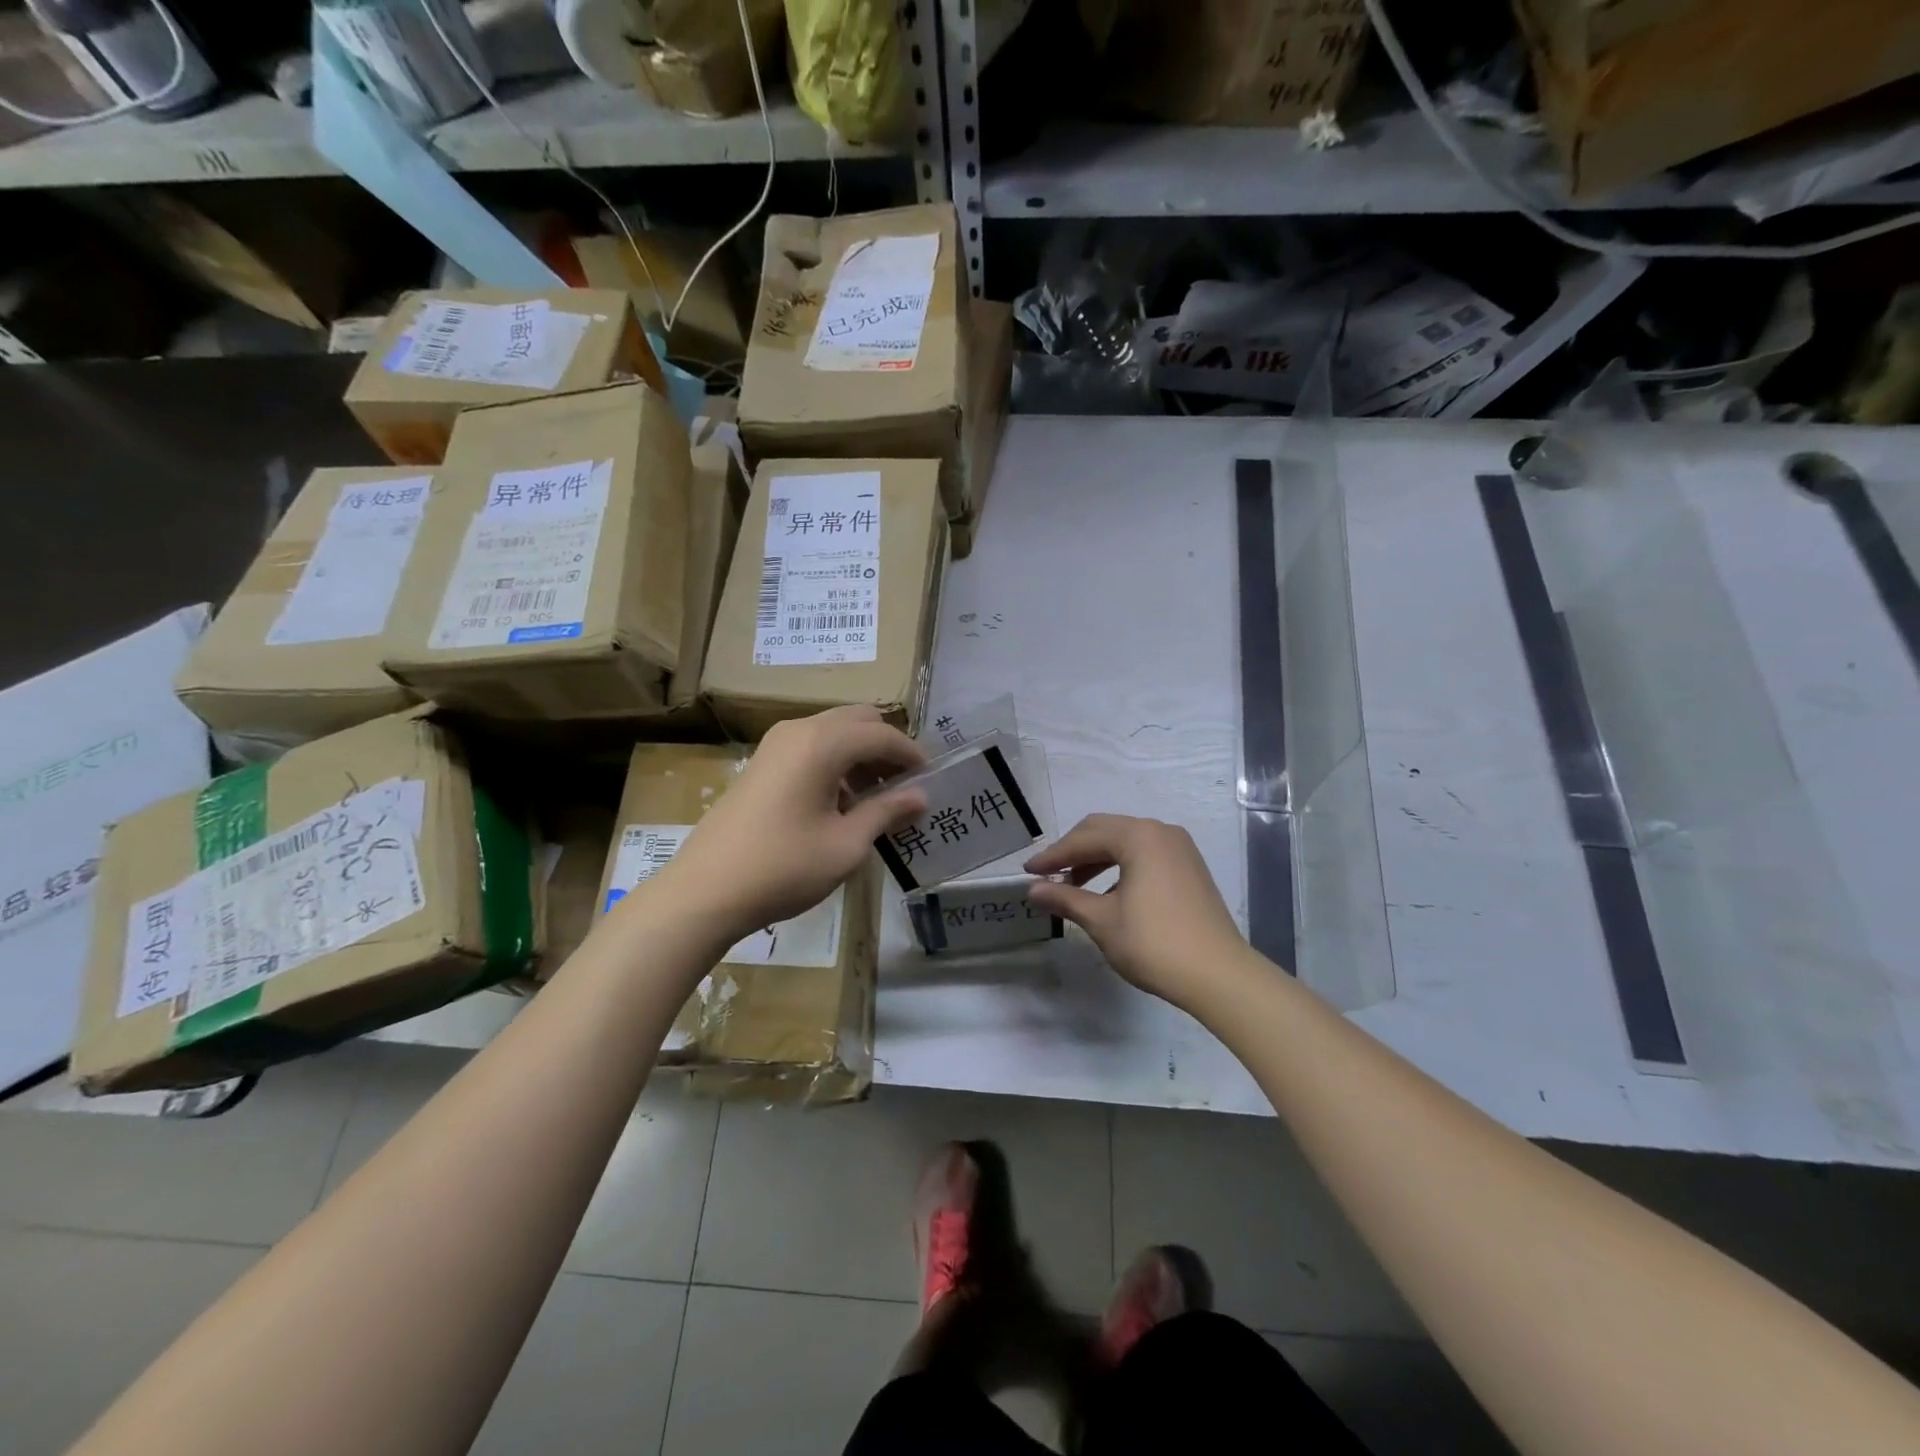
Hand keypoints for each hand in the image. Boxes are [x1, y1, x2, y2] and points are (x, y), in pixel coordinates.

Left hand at [652, 706, 927, 943]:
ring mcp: (775, 744)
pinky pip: (811, 746)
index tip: (931, 778)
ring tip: (876, 798)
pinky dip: (835, 761)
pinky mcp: (762, 762)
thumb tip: (921, 796)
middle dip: (886, 747)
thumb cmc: (784, 868)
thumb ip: (886, 812)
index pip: (881, 735)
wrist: (706, 891)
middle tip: (903, 785)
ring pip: (833, 731)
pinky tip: (840, 802)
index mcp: (822, 744)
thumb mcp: (845, 845)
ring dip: (860, 754)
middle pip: (857, 720)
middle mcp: (798, 731)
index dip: (911, 754)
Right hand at [1025, 814, 1247, 1007]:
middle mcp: (1160, 832)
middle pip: (1105, 831)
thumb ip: (1066, 899)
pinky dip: (1120, 867)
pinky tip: (1108, 893)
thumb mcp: (1102, 921)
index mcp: (1138, 836)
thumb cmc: (1154, 943)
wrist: (1218, 975)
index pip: (1084, 839)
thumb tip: (1033, 890)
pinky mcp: (1190, 868)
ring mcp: (1180, 849)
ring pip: (1125, 842)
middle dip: (1073, 851)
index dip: (1052, 856)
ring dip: (1096, 859)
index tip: (1028, 872)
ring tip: (1073, 886)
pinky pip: (1145, 855)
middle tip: (1047, 875)